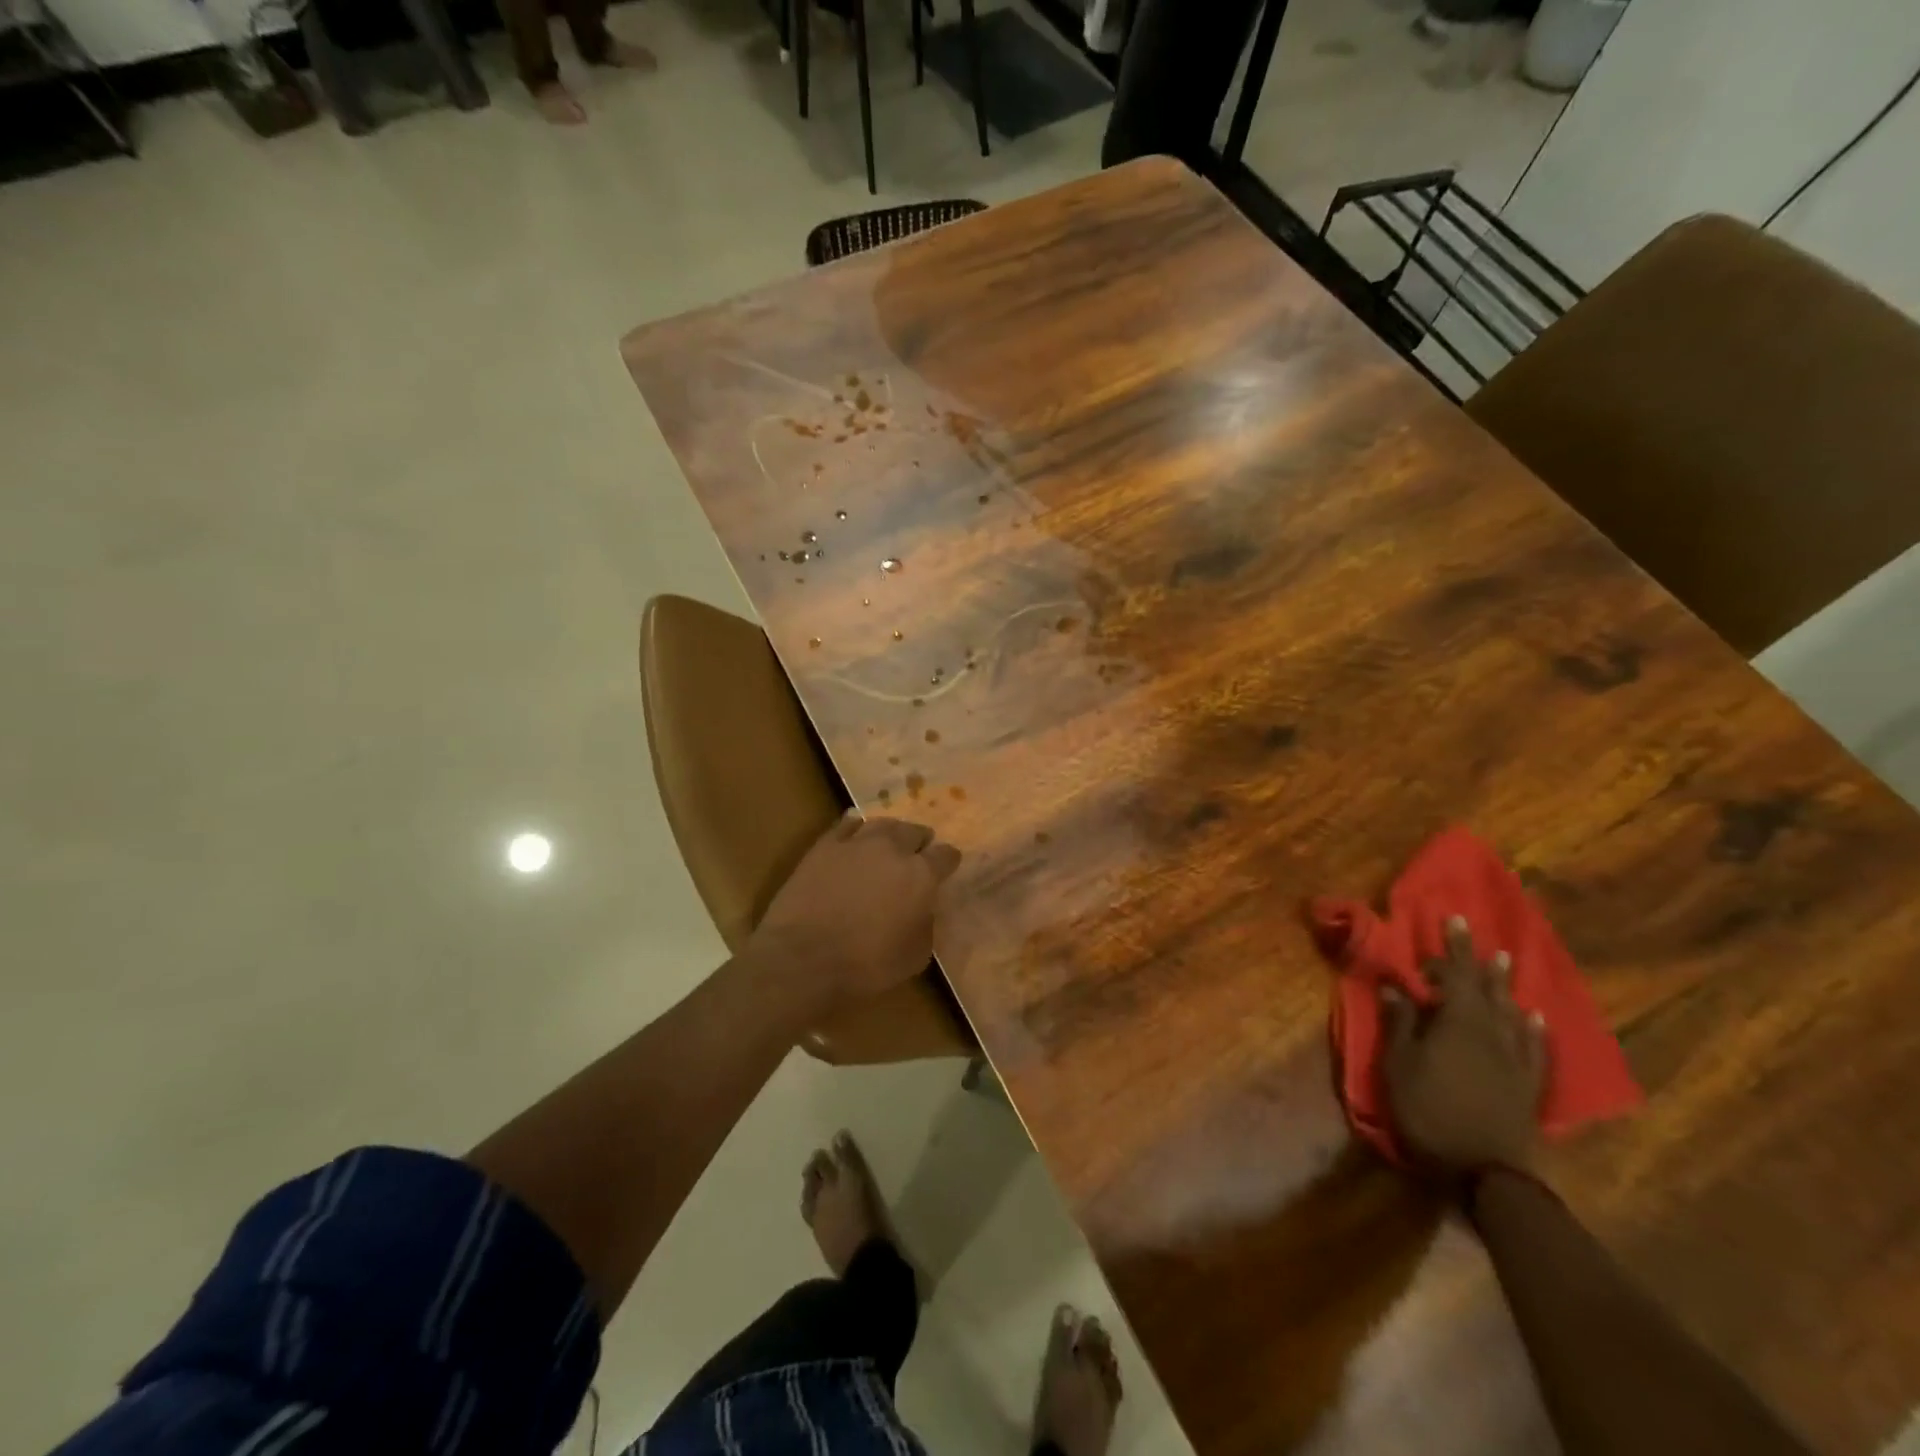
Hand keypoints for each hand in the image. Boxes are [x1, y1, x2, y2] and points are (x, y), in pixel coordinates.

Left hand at [750, 812, 961, 1009]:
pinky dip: (855, 829)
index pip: (946, 855)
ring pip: (882, 823)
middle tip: (916, 855)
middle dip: (920, 842)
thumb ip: (926, 925)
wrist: (803, 959)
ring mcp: (856, 842)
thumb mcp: (915, 956)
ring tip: (887, 843)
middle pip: (914, 831)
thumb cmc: (866, 965)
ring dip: (890, 833)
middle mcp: (892, 849)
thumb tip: (922, 910)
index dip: (948, 861)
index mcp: (921, 875)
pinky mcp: (824, 845)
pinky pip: (846, 824)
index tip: (946, 868)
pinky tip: (855, 836)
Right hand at [1381, 915, 1546, 1175]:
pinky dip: (1532, 1027)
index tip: (1444, 924)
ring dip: (1503, 983)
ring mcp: (1515, 1058)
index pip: (1453, 975)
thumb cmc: (1429, 1112)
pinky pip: (1534, 1046)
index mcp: (1457, 1023)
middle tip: (1468, 927)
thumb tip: (1396, 987)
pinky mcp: (1528, 1083)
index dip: (1446, 950)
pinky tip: (1533, 1016)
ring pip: (1510, 1010)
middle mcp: (1491, 1032)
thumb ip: (1400, 1024)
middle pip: (1483, 986)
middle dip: (1472, 955)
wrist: (1486, 1172)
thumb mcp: (1398, 1066)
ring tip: (1503, 960)